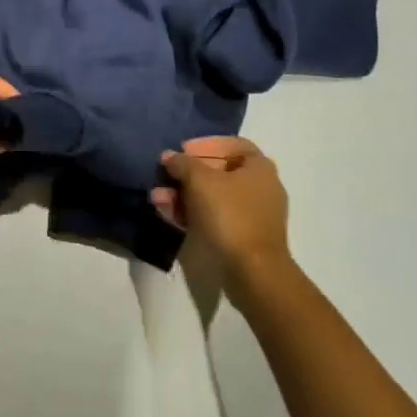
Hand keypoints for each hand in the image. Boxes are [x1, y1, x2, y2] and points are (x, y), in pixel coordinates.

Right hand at [153, 136, 292, 299]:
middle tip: (165, 175)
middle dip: (187, 174)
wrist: (253, 271)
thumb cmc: (230, 215)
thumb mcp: (200, 181)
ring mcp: (252, 215)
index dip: (205, 144)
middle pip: (219, 172)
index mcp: (259, 167)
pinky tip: (166, 213)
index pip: (231, 144)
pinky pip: (214, 218)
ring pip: (213, 197)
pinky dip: (192, 213)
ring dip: (183, 195)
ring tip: (157, 197)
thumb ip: (183, 164)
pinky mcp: (241, 237)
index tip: (182, 150)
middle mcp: (260, 187)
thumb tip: (169, 156)